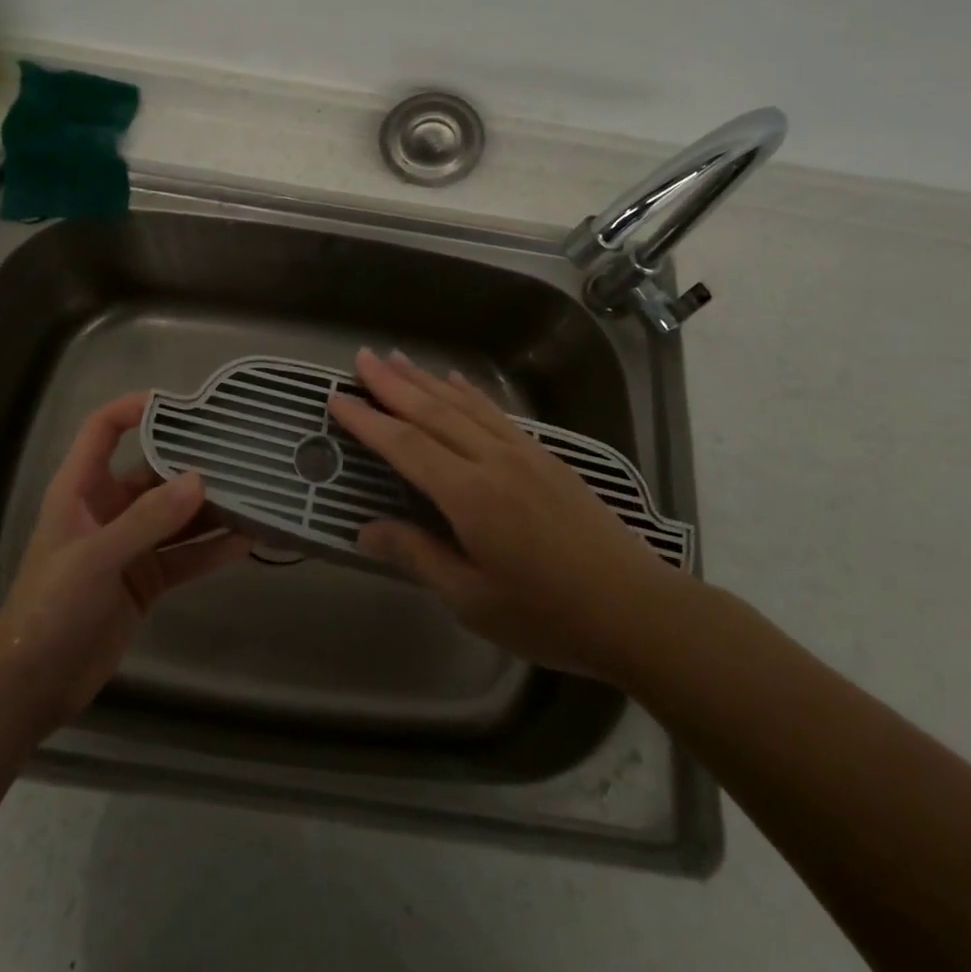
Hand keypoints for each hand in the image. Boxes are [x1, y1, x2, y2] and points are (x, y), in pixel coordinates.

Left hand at [0, 392, 250, 736]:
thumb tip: (200, 480)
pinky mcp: (147, 579)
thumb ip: (147, 519)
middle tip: (238, 451)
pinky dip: (212, 549)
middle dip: (192, 462)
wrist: (32, 685)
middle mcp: (108, 509)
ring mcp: (130, 545)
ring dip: (210, 507)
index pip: (103, 430)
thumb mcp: (96, 557)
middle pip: (154, 471)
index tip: (180, 403)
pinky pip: (185, 555)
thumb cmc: (50, 607)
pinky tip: (247, 541)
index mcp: (81, 489)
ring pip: (176, 515)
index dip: (133, 408)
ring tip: (254, 493)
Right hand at [328, 348, 680, 680]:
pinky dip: (471, 393)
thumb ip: (418, 556)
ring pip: (464, 404)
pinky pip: (497, 413)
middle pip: (432, 411)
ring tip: (397, 358)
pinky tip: (458, 381)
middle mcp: (492, 460)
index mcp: (469, 495)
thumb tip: (366, 530)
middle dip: (392, 383)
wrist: (634, 608)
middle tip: (360, 357)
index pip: (405, 445)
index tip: (337, 396)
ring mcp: (522, 452)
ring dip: (427, 379)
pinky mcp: (545, 456)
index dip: (367, 420)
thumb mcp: (472, 599)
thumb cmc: (547, 614)